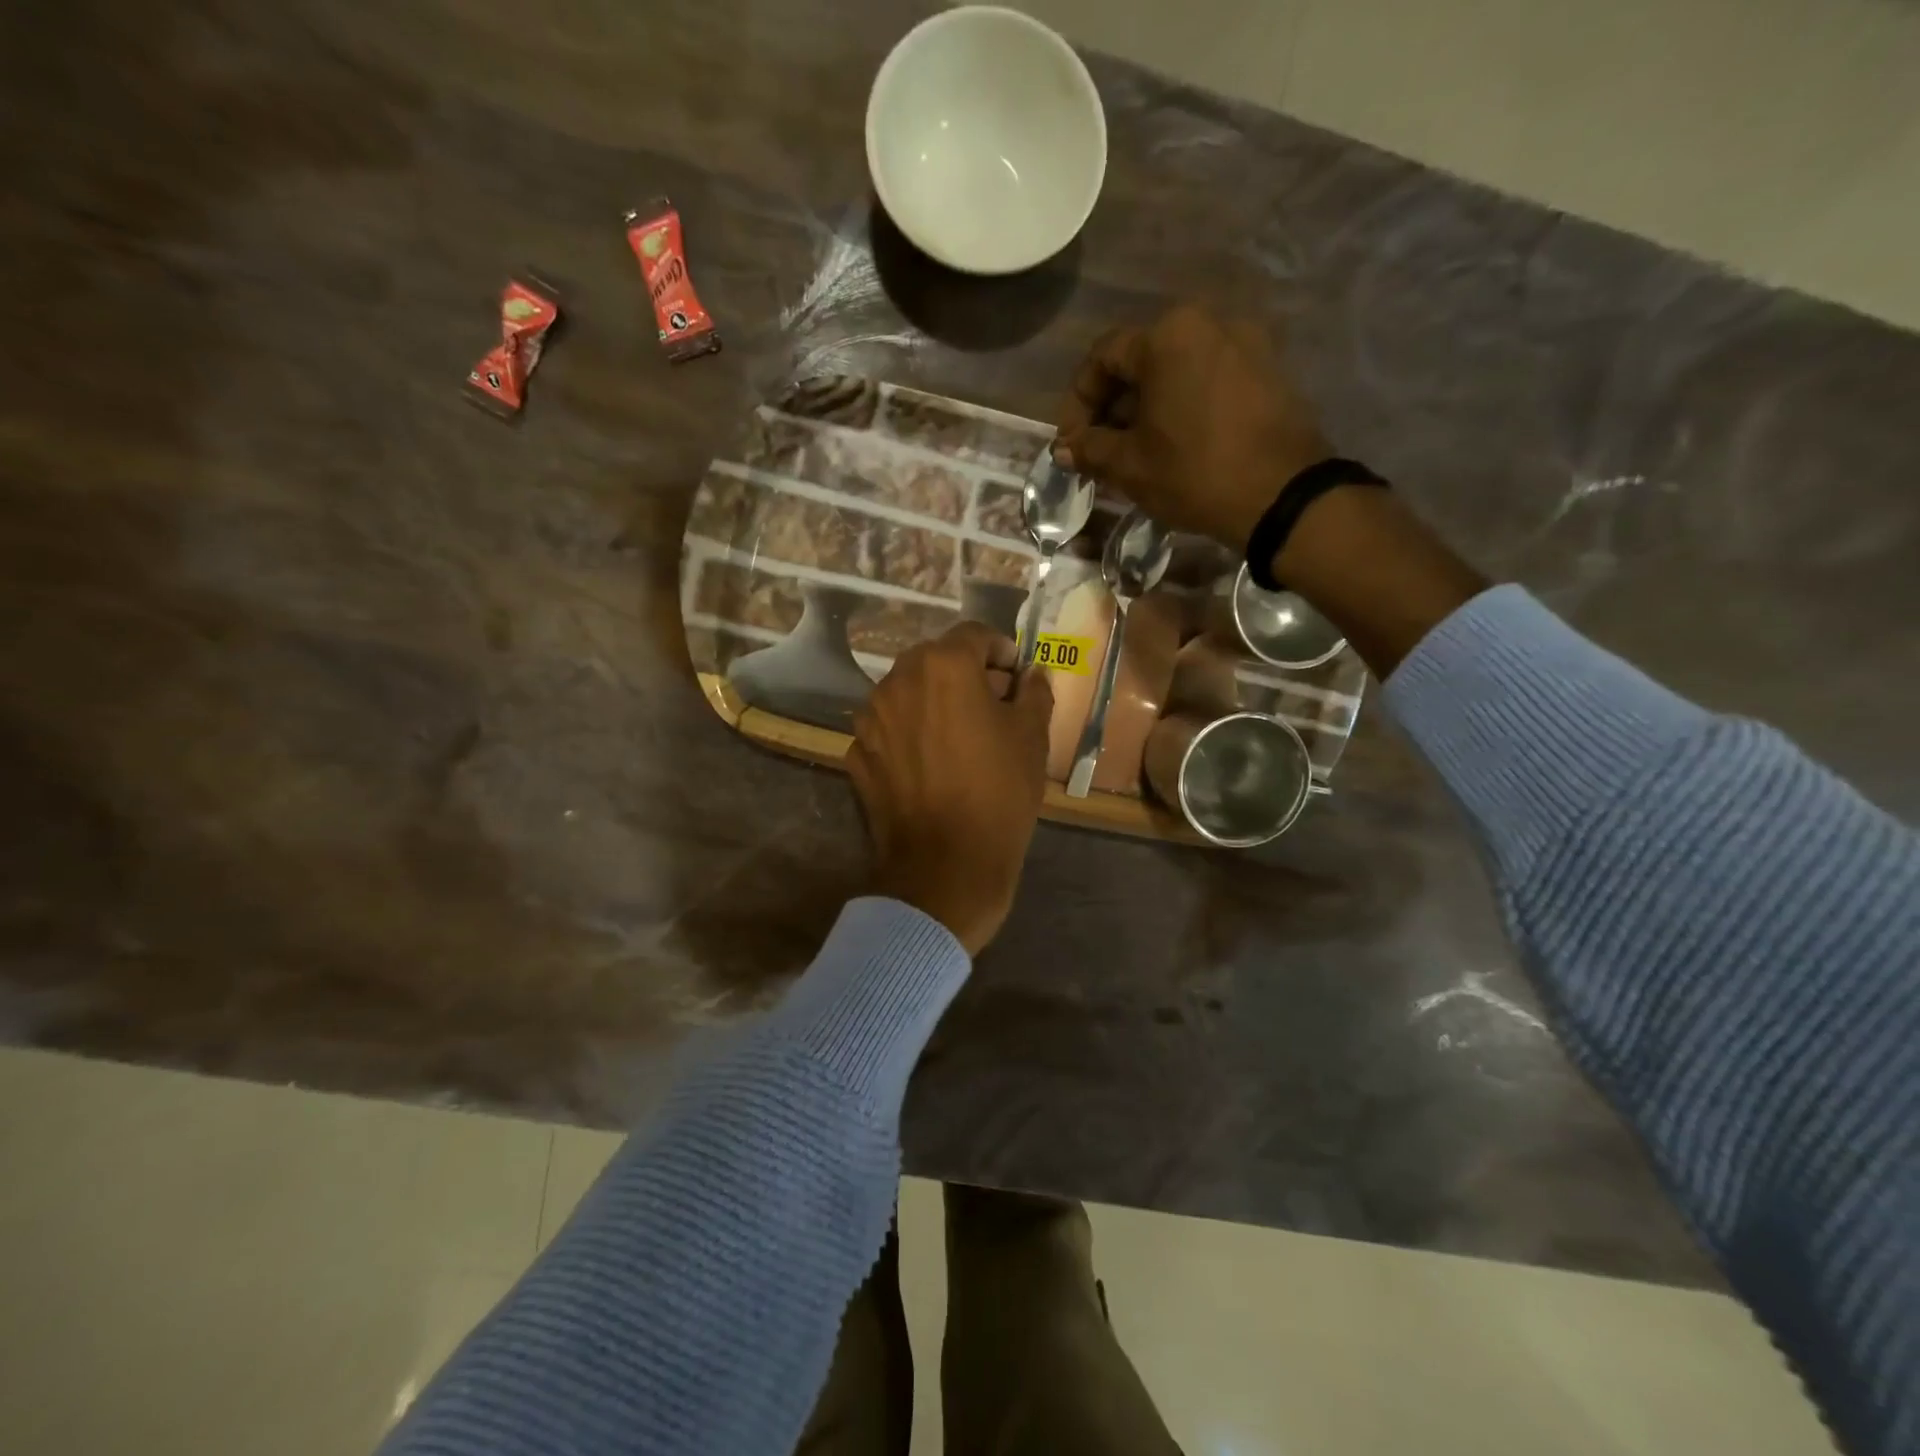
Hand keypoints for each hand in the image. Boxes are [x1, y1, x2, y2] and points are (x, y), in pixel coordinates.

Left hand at [847, 623, 1053, 955]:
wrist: (945, 866)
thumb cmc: (998, 794)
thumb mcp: (1032, 738)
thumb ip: (1033, 692)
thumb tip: (1031, 674)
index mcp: (943, 666)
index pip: (975, 636)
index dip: (1001, 652)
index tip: (1016, 678)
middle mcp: (898, 680)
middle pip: (935, 661)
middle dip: (965, 674)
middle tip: (992, 707)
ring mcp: (870, 718)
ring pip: (908, 694)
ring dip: (933, 703)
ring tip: (959, 737)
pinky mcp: (856, 753)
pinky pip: (890, 730)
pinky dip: (910, 735)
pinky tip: (930, 765)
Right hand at [1054, 304, 1331, 549]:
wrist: (1281, 495)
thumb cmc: (1194, 473)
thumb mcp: (1130, 465)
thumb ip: (1090, 448)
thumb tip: (1063, 448)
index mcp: (1168, 335)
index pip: (1103, 358)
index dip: (1078, 401)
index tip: (1072, 442)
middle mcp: (1208, 323)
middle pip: (1142, 361)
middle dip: (1113, 406)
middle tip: (1100, 451)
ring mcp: (1245, 343)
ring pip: (1177, 371)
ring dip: (1148, 408)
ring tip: (1136, 452)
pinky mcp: (1269, 370)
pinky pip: (1209, 380)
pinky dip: (1183, 406)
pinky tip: (1175, 444)